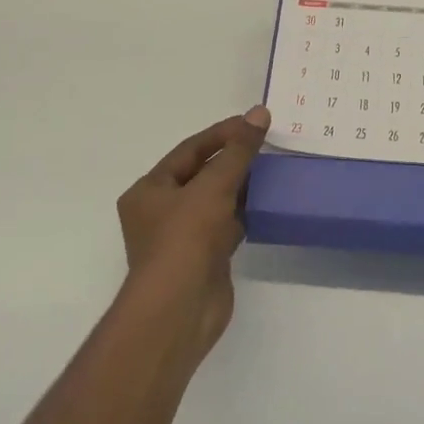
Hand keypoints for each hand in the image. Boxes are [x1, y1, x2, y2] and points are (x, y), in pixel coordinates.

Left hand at [116, 106, 269, 359]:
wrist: (179, 310)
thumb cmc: (186, 239)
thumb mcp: (213, 186)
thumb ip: (238, 150)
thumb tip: (259, 113)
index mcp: (150, 190)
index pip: (189, 150)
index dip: (222, 133)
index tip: (254, 122)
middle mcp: (161, 212)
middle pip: (202, 174)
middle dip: (233, 159)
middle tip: (267, 144)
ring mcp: (182, 237)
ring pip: (216, 201)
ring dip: (241, 186)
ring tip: (273, 169)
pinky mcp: (204, 258)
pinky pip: (226, 225)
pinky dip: (244, 213)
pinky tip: (267, 203)